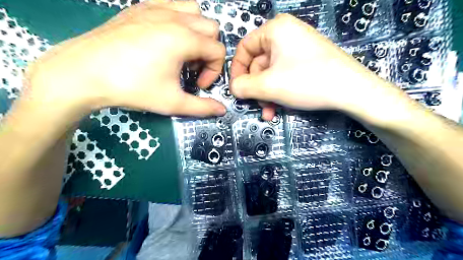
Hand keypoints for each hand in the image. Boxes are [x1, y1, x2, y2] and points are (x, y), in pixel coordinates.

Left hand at [25, 0, 226, 116]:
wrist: (83, 73)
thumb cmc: (132, 88)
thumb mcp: (172, 103)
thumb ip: (202, 107)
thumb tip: (222, 110)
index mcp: (184, 39)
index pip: (218, 50)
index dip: (215, 71)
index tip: (199, 85)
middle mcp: (174, 17)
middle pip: (211, 28)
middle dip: (208, 51)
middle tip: (191, 69)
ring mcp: (155, 8)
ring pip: (194, 11)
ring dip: (197, 32)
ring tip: (182, 51)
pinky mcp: (140, 7)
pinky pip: (172, 4)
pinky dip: (179, 19)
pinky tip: (166, 38)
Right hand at [230, 13, 384, 120]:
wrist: (352, 91)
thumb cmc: (307, 82)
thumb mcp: (268, 86)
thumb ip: (243, 86)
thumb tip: (233, 88)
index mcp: (275, 30)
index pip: (244, 48)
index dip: (237, 71)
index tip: (236, 90)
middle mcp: (286, 34)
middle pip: (258, 64)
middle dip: (256, 89)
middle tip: (258, 106)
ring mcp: (298, 49)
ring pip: (271, 74)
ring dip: (267, 95)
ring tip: (269, 112)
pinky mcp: (306, 62)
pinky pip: (284, 76)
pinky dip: (278, 92)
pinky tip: (279, 108)